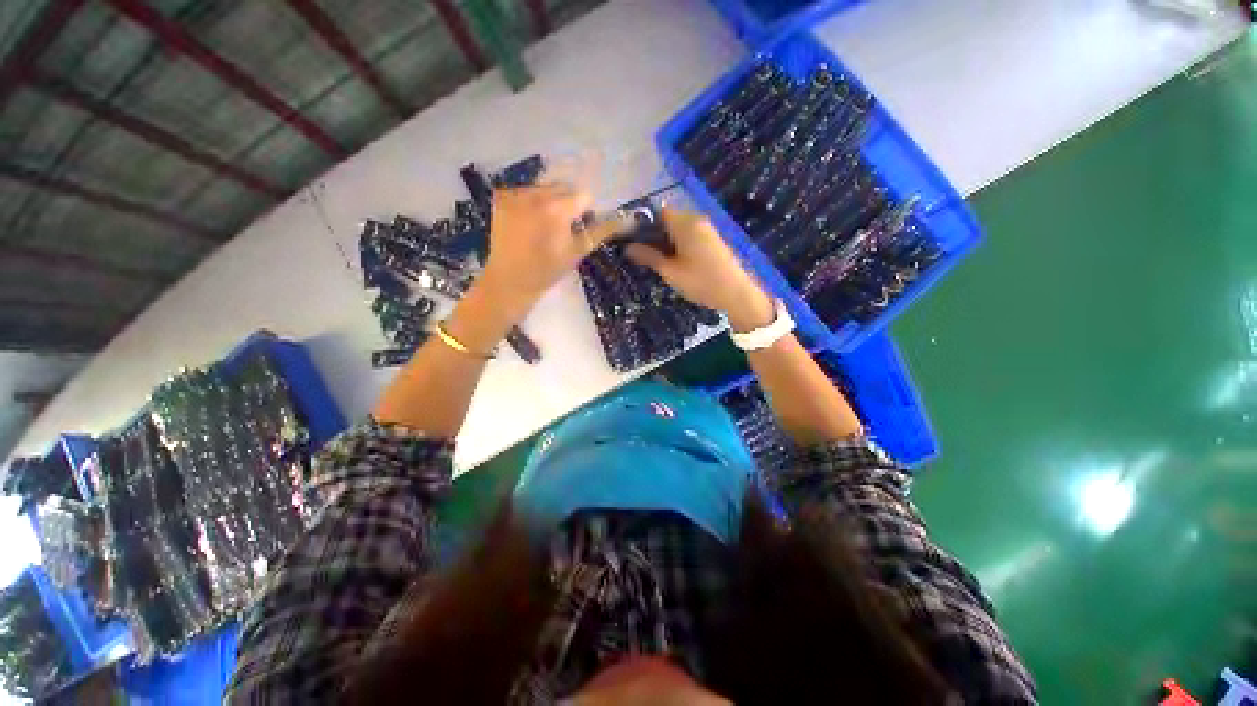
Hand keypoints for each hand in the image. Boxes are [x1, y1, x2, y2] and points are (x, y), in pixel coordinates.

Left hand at [478, 184, 622, 320]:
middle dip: (567, 204)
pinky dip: (530, 202)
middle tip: (561, 230)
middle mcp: (535, 193)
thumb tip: (628, 220)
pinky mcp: (500, 197)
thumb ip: (601, 231)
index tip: (578, 229)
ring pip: (544, 187)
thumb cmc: (547, 271)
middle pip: (564, 188)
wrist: (509, 282)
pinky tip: (525, 222)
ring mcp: (514, 193)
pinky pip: (524, 191)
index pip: (584, 196)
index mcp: (557, 208)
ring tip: (541, 227)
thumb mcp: (578, 252)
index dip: (585, 213)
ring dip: (549, 202)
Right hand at [625, 208, 774, 331]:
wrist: (736, 293)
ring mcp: (707, 229)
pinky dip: (679, 244)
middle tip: (643, 254)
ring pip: (679, 228)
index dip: (644, 224)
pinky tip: (675, 262)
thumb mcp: (670, 272)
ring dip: (666, 241)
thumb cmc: (700, 281)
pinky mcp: (713, 240)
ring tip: (658, 261)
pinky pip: (690, 235)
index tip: (633, 241)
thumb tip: (627, 248)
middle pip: (669, 219)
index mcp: (685, 223)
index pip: (658, 212)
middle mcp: (697, 220)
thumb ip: (649, 257)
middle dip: (654, 234)